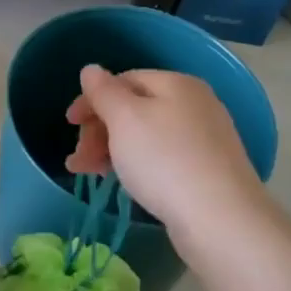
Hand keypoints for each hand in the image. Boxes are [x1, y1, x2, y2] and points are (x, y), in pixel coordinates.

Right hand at [65, 66, 265, 240]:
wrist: (220, 220)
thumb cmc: (165, 160)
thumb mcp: (125, 119)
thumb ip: (103, 91)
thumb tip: (91, 70)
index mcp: (176, 84)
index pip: (124, 79)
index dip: (92, 99)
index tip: (69, 124)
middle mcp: (194, 104)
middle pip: (134, 108)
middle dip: (99, 130)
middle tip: (78, 158)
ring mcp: (204, 139)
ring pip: (145, 136)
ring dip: (110, 150)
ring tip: (87, 173)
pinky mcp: (206, 171)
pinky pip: (161, 158)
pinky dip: (135, 165)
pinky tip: (122, 182)